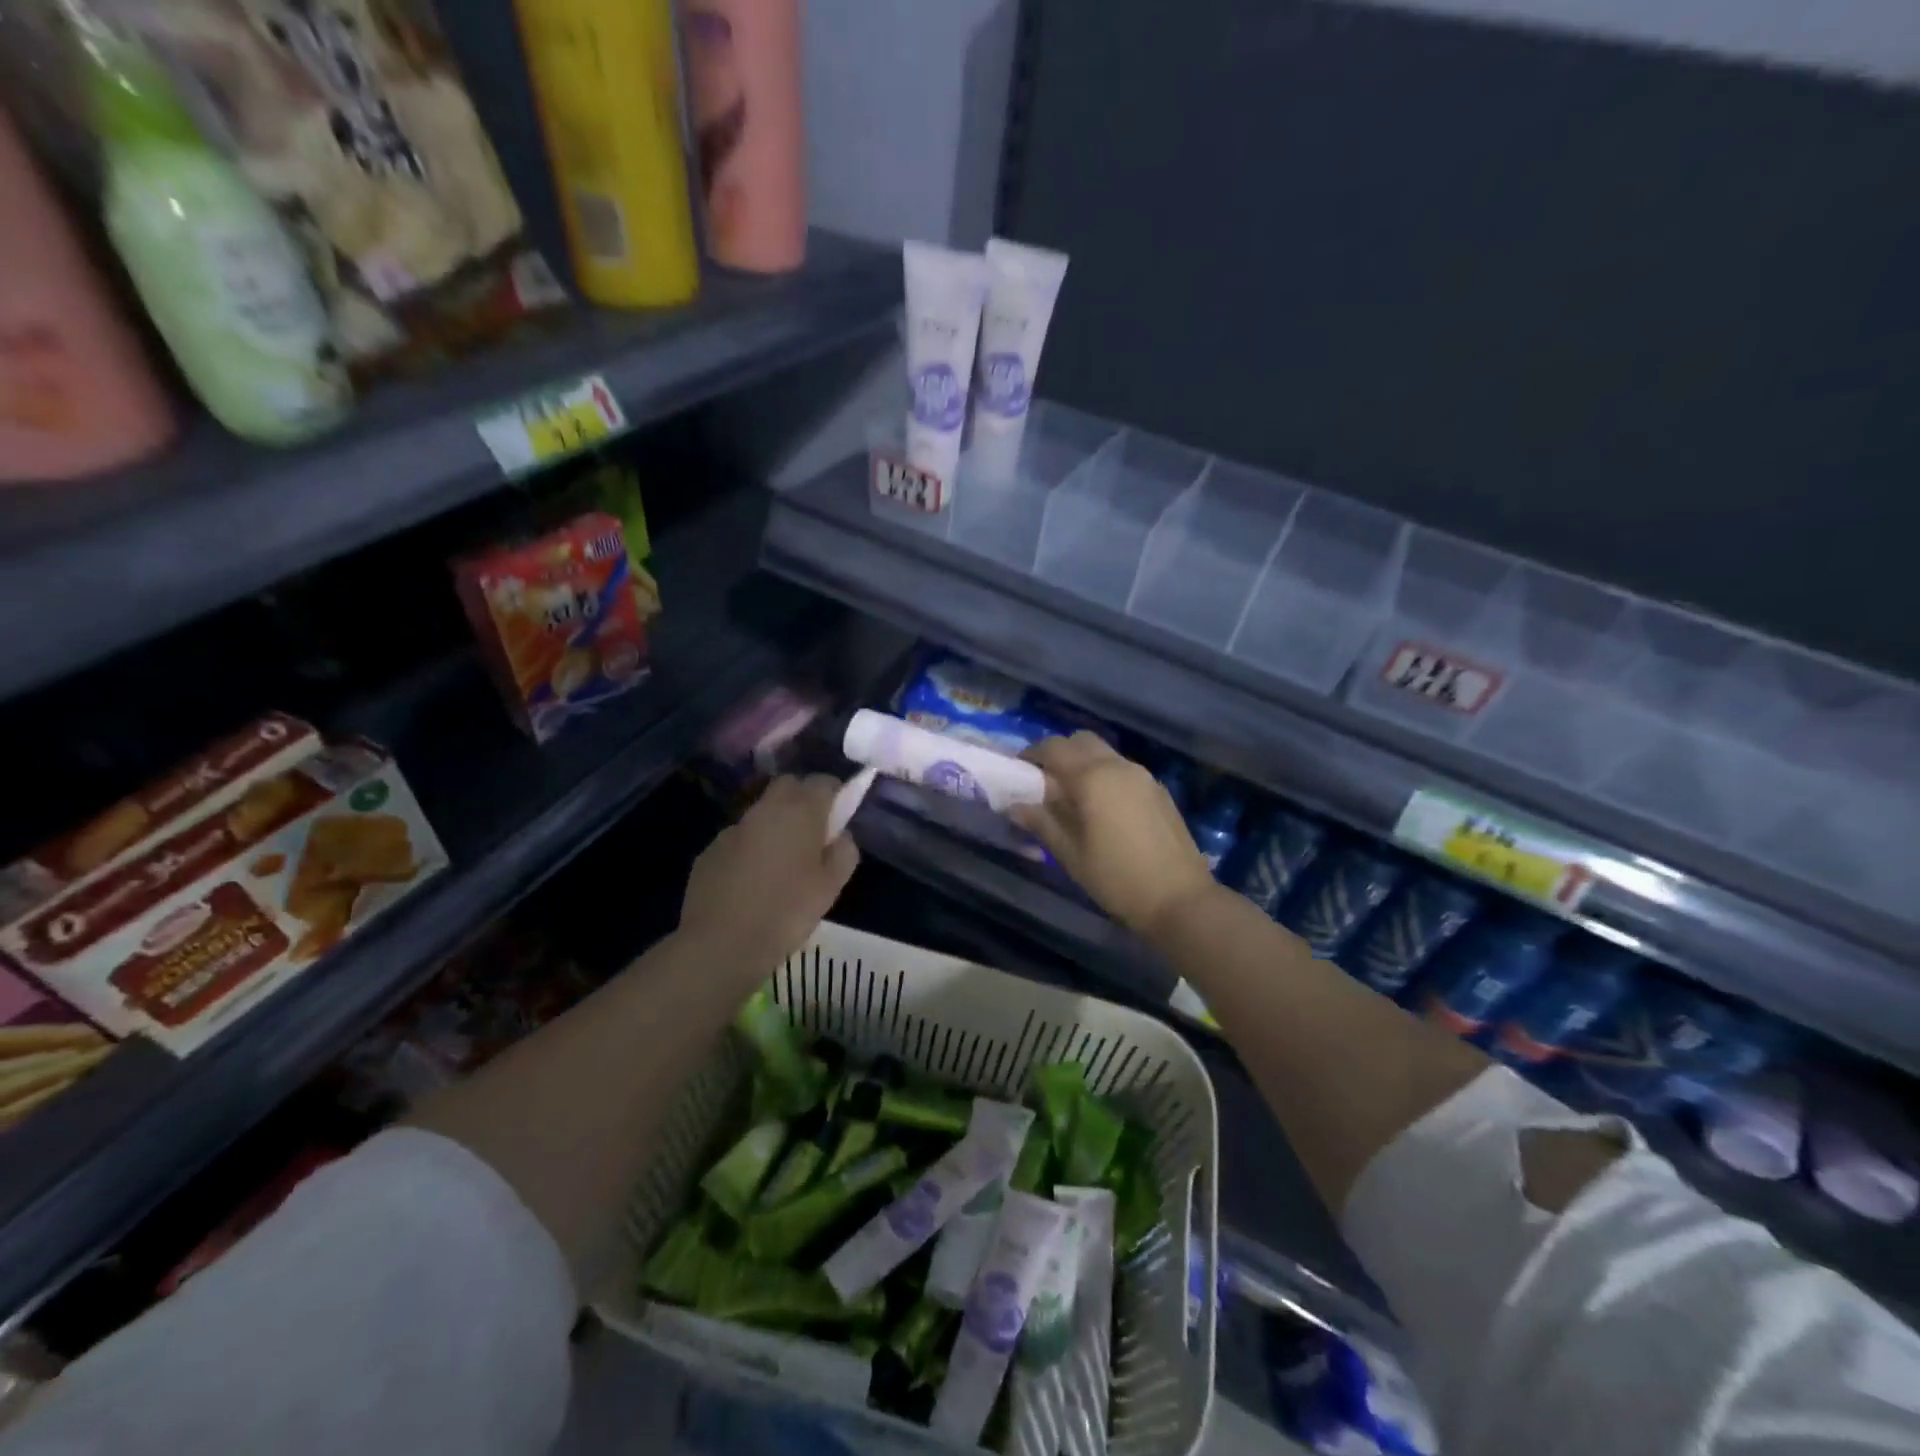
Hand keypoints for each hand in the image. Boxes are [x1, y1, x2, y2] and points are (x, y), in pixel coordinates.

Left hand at [680, 775, 858, 971]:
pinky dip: (749, 849)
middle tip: (813, 832)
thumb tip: (841, 836)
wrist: (720, 944)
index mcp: (800, 813)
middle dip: (802, 798)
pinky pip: (738, 840)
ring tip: (781, 863)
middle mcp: (764, 810)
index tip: (840, 813)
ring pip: (761, 813)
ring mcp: (732, 830)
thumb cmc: (786, 912)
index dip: (834, 793)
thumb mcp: (831, 888)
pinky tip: (751, 882)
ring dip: (774, 826)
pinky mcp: (709, 852)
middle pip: (787, 786)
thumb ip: (843, 853)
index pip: (822, 781)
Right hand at [1010, 734, 1217, 939]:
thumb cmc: (1116, 878)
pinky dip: (1104, 776)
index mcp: (1093, 777)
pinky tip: (1101, 808)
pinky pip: (1122, 770)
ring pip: (1104, 754)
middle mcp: (1118, 766)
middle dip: (1058, 753)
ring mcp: (1143, 776)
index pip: (1053, 748)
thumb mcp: (1070, 854)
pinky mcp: (1158, 790)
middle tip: (1044, 782)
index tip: (1018, 773)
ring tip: (1072, 797)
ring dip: (1083, 764)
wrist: (1180, 899)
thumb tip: (1014, 805)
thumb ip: (1041, 823)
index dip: (1031, 755)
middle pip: (1081, 741)